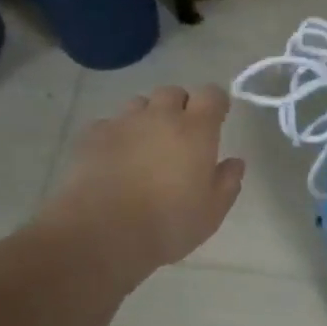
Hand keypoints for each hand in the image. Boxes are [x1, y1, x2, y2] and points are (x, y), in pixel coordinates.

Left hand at [47, 85, 244, 283]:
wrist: (102, 233)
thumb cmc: (168, 224)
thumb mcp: (212, 212)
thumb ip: (228, 182)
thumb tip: (234, 162)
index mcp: (195, 130)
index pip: (211, 94)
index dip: (216, 103)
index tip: (217, 118)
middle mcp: (159, 116)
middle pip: (172, 92)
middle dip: (180, 107)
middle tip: (180, 136)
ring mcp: (122, 123)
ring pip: (139, 105)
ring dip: (147, 117)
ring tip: (146, 146)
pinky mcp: (92, 136)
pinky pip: (109, 124)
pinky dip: (117, 135)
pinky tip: (115, 159)